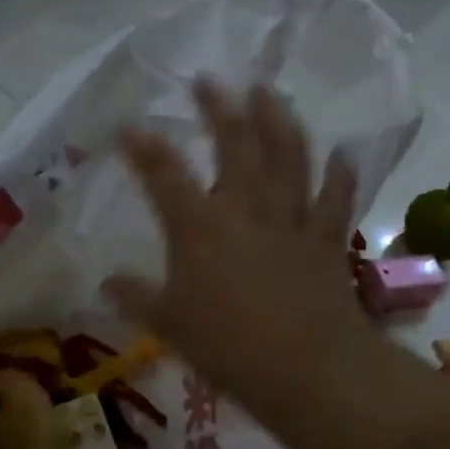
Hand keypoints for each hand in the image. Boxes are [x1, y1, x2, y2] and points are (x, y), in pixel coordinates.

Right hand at [105, 79, 368, 420]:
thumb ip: (137, 298)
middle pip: (234, 144)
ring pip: (287, 155)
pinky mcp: (326, 236)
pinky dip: (340, 173)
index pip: (164, 175)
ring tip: (268, 92)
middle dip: (219, 108)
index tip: (129, 126)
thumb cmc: (229, 348)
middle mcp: (246, 208)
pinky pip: (336, 195)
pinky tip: (343, 152)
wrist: (307, 367)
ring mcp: (291, 217)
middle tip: (210, 81)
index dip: (144, 147)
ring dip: (278, 119)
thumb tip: (106, 282)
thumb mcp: (170, 325)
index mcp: (200, 227)